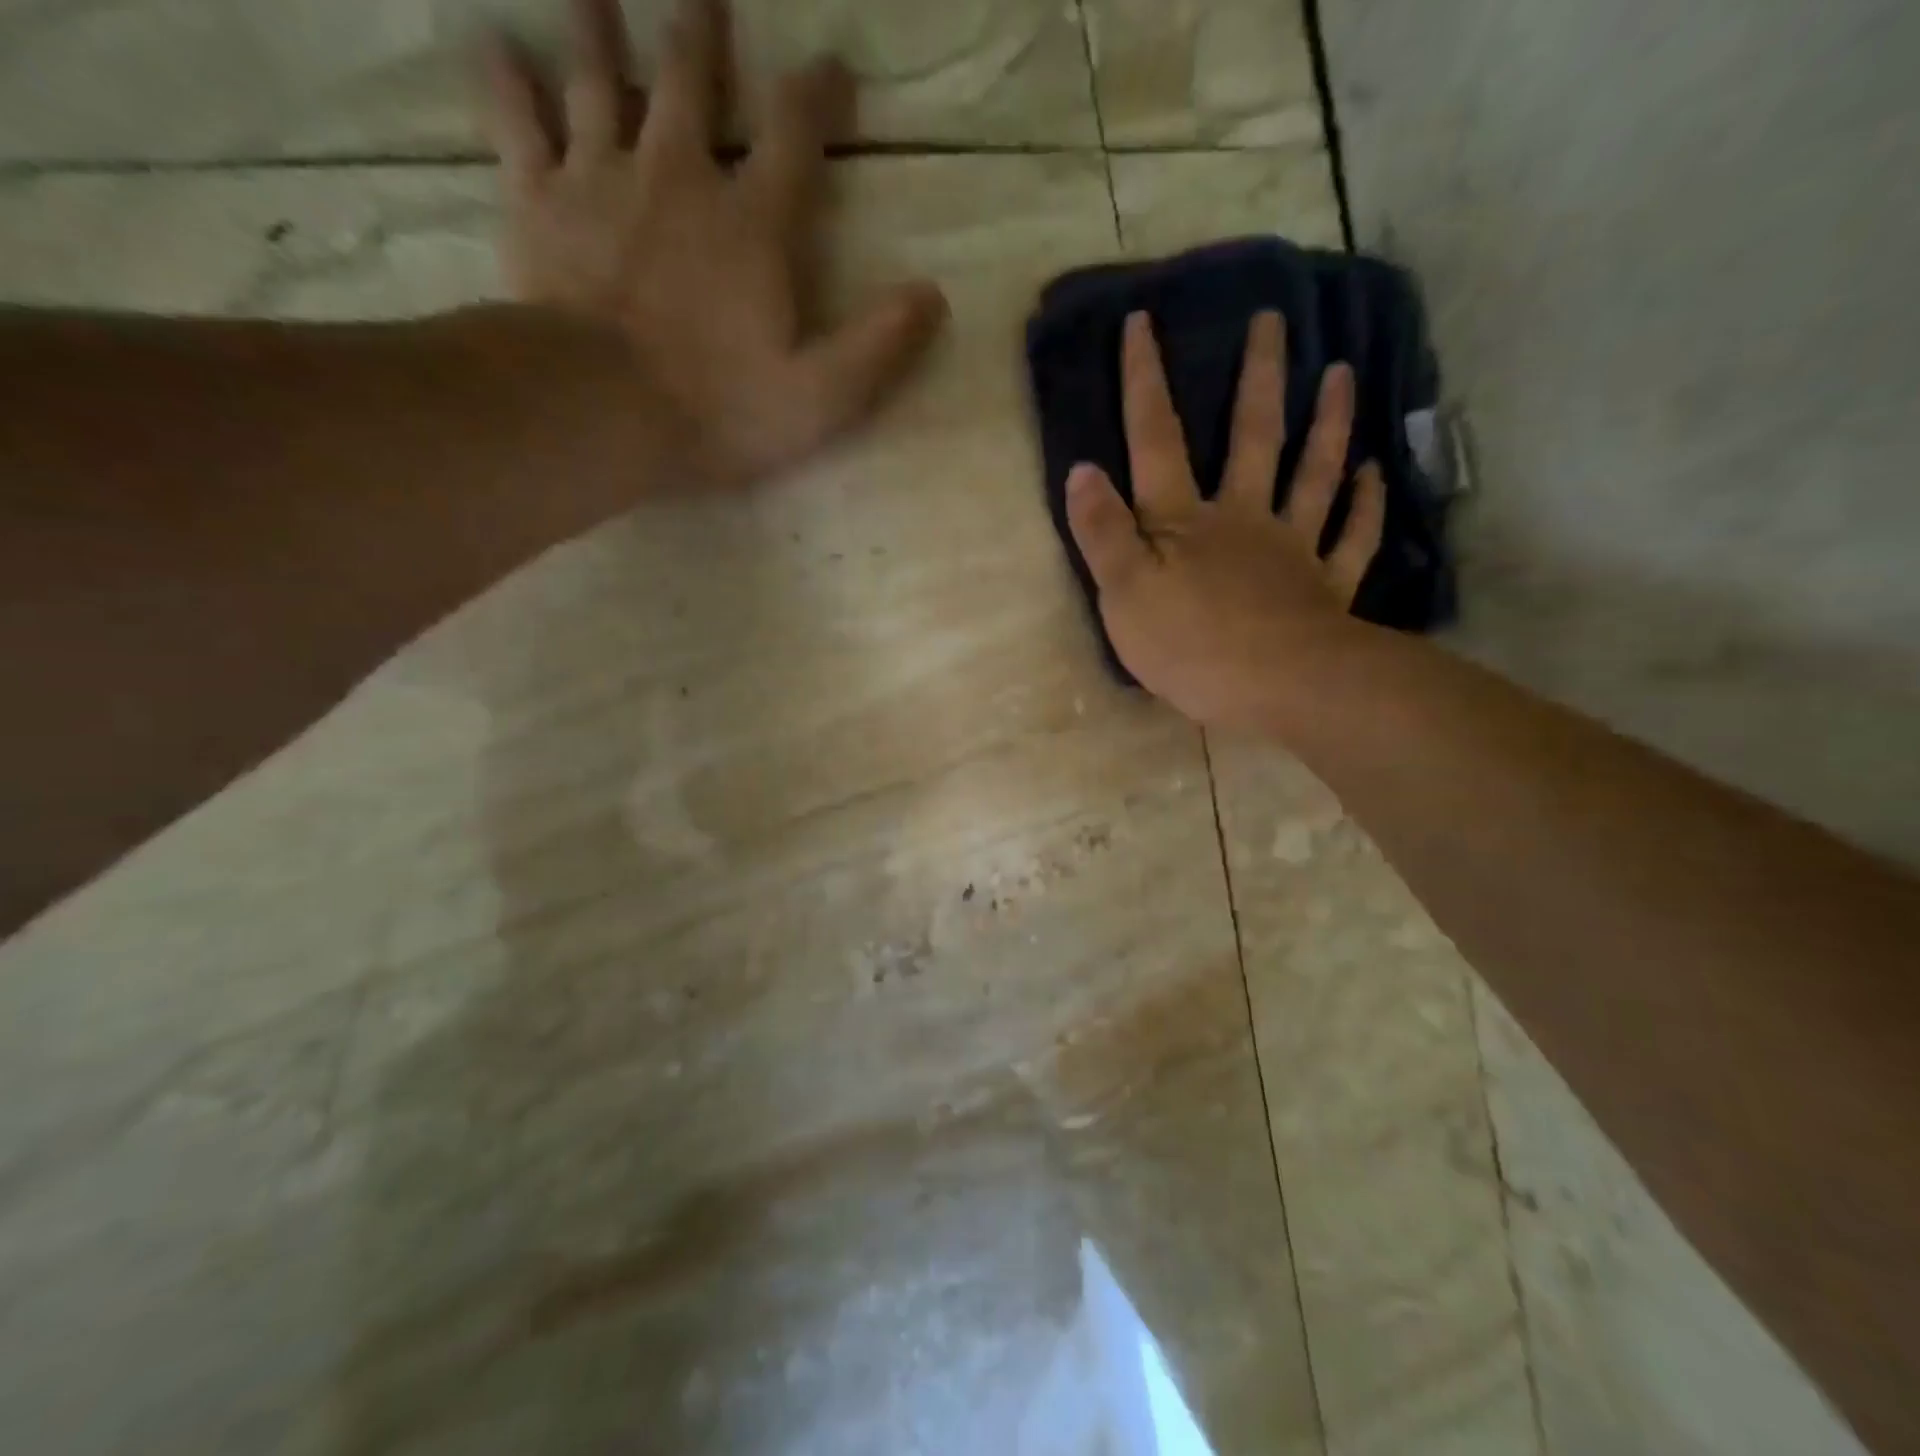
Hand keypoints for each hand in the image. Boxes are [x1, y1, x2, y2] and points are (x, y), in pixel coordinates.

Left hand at [478, 0, 948, 483]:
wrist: (602, 412)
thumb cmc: (721, 409)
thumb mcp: (823, 396)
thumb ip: (880, 345)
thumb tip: (933, 295)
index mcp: (752, 222)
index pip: (795, 133)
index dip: (818, 93)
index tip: (833, 66)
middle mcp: (677, 175)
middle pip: (688, 75)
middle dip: (702, 29)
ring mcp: (600, 179)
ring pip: (596, 73)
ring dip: (599, 23)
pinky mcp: (537, 203)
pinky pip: (515, 120)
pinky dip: (506, 79)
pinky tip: (498, 45)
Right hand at [1066, 310, 1385, 732]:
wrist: (1277, 688)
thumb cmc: (1189, 645)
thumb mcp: (1123, 594)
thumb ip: (1102, 533)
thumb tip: (1082, 470)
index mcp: (1183, 522)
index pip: (1156, 442)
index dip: (1145, 383)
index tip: (1143, 322)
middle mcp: (1242, 519)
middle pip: (1251, 437)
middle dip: (1257, 376)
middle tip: (1272, 319)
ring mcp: (1292, 549)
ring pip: (1312, 474)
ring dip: (1326, 422)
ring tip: (1340, 371)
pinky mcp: (1326, 587)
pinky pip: (1352, 537)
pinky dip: (1366, 504)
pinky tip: (1373, 473)